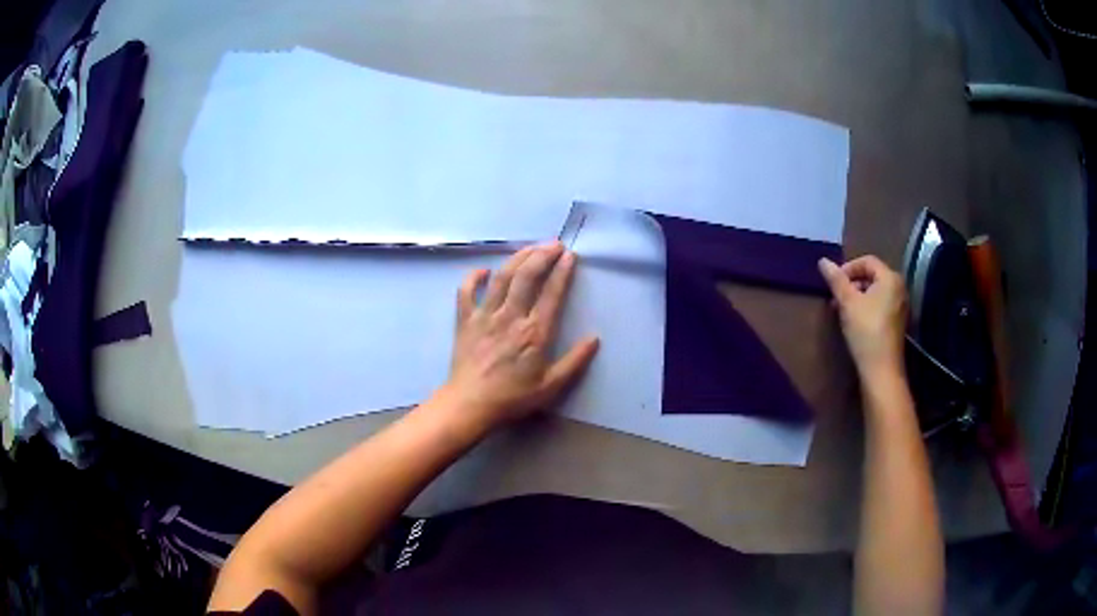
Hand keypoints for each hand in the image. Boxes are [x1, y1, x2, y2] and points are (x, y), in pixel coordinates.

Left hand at [438, 242, 599, 433]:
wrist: (470, 404)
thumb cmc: (512, 398)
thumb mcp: (551, 386)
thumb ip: (575, 362)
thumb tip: (594, 338)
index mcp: (535, 332)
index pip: (551, 293)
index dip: (562, 271)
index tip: (570, 256)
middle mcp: (511, 316)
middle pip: (526, 276)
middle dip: (542, 255)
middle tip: (554, 245)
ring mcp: (485, 315)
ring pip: (501, 277)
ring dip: (517, 258)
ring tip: (531, 248)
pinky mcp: (465, 320)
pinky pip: (466, 292)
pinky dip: (473, 277)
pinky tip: (484, 270)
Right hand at [818, 255, 907, 379]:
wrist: (881, 369)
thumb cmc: (866, 331)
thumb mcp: (847, 303)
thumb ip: (836, 280)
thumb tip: (823, 261)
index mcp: (890, 278)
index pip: (867, 261)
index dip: (848, 268)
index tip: (833, 282)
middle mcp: (899, 288)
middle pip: (872, 276)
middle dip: (851, 283)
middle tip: (836, 297)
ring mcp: (900, 306)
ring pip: (875, 292)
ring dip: (857, 296)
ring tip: (842, 310)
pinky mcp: (897, 322)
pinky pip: (880, 305)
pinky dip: (866, 307)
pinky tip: (854, 321)